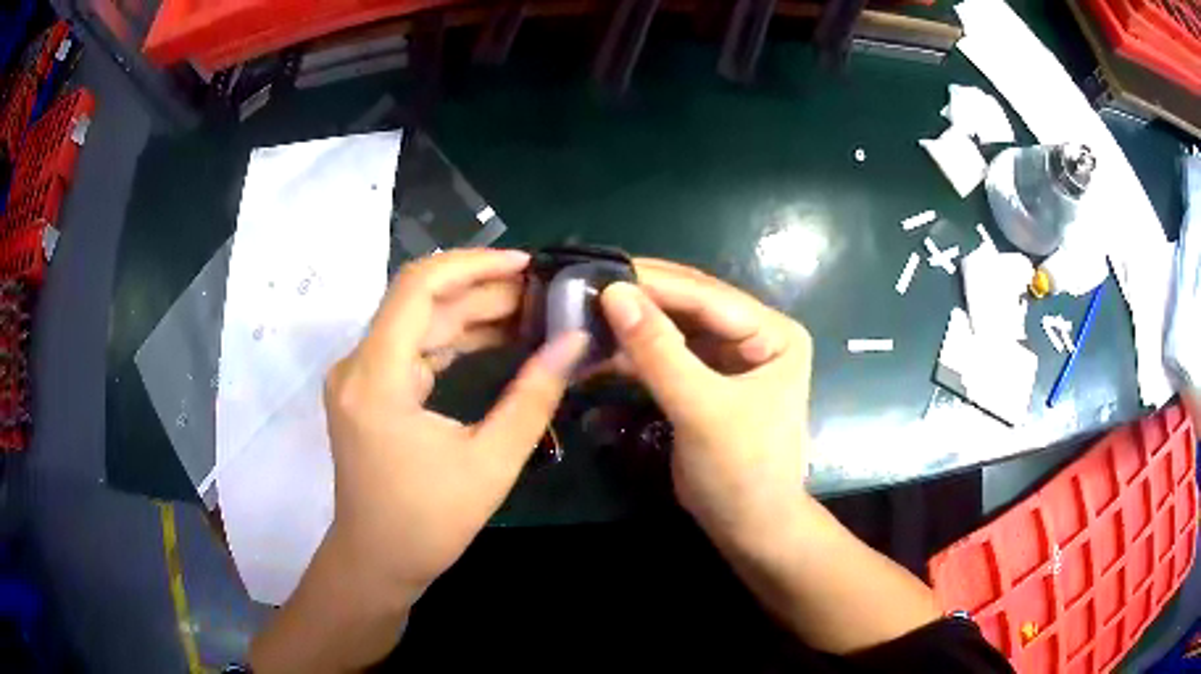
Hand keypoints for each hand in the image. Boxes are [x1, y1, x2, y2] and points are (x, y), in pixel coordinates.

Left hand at [323, 249, 587, 604]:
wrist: (377, 562)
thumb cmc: (428, 524)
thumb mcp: (490, 463)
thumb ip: (533, 397)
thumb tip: (573, 342)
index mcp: (376, 378)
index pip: (418, 288)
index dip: (474, 264)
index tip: (527, 264)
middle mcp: (357, 365)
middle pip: (420, 301)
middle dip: (482, 290)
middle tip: (542, 292)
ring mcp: (358, 377)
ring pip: (418, 323)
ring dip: (470, 314)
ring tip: (529, 310)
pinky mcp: (367, 390)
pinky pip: (412, 349)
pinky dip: (452, 340)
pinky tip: (494, 338)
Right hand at [601, 259, 813, 548]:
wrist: (748, 528)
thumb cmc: (740, 470)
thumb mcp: (701, 409)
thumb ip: (658, 351)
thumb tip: (613, 293)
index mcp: (773, 333)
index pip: (708, 297)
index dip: (654, 284)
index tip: (598, 274)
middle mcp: (754, 334)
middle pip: (689, 306)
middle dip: (640, 299)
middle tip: (584, 287)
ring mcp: (729, 357)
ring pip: (673, 328)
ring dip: (631, 326)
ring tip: (582, 315)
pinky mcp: (705, 379)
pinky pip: (665, 355)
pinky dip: (633, 354)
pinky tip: (598, 352)